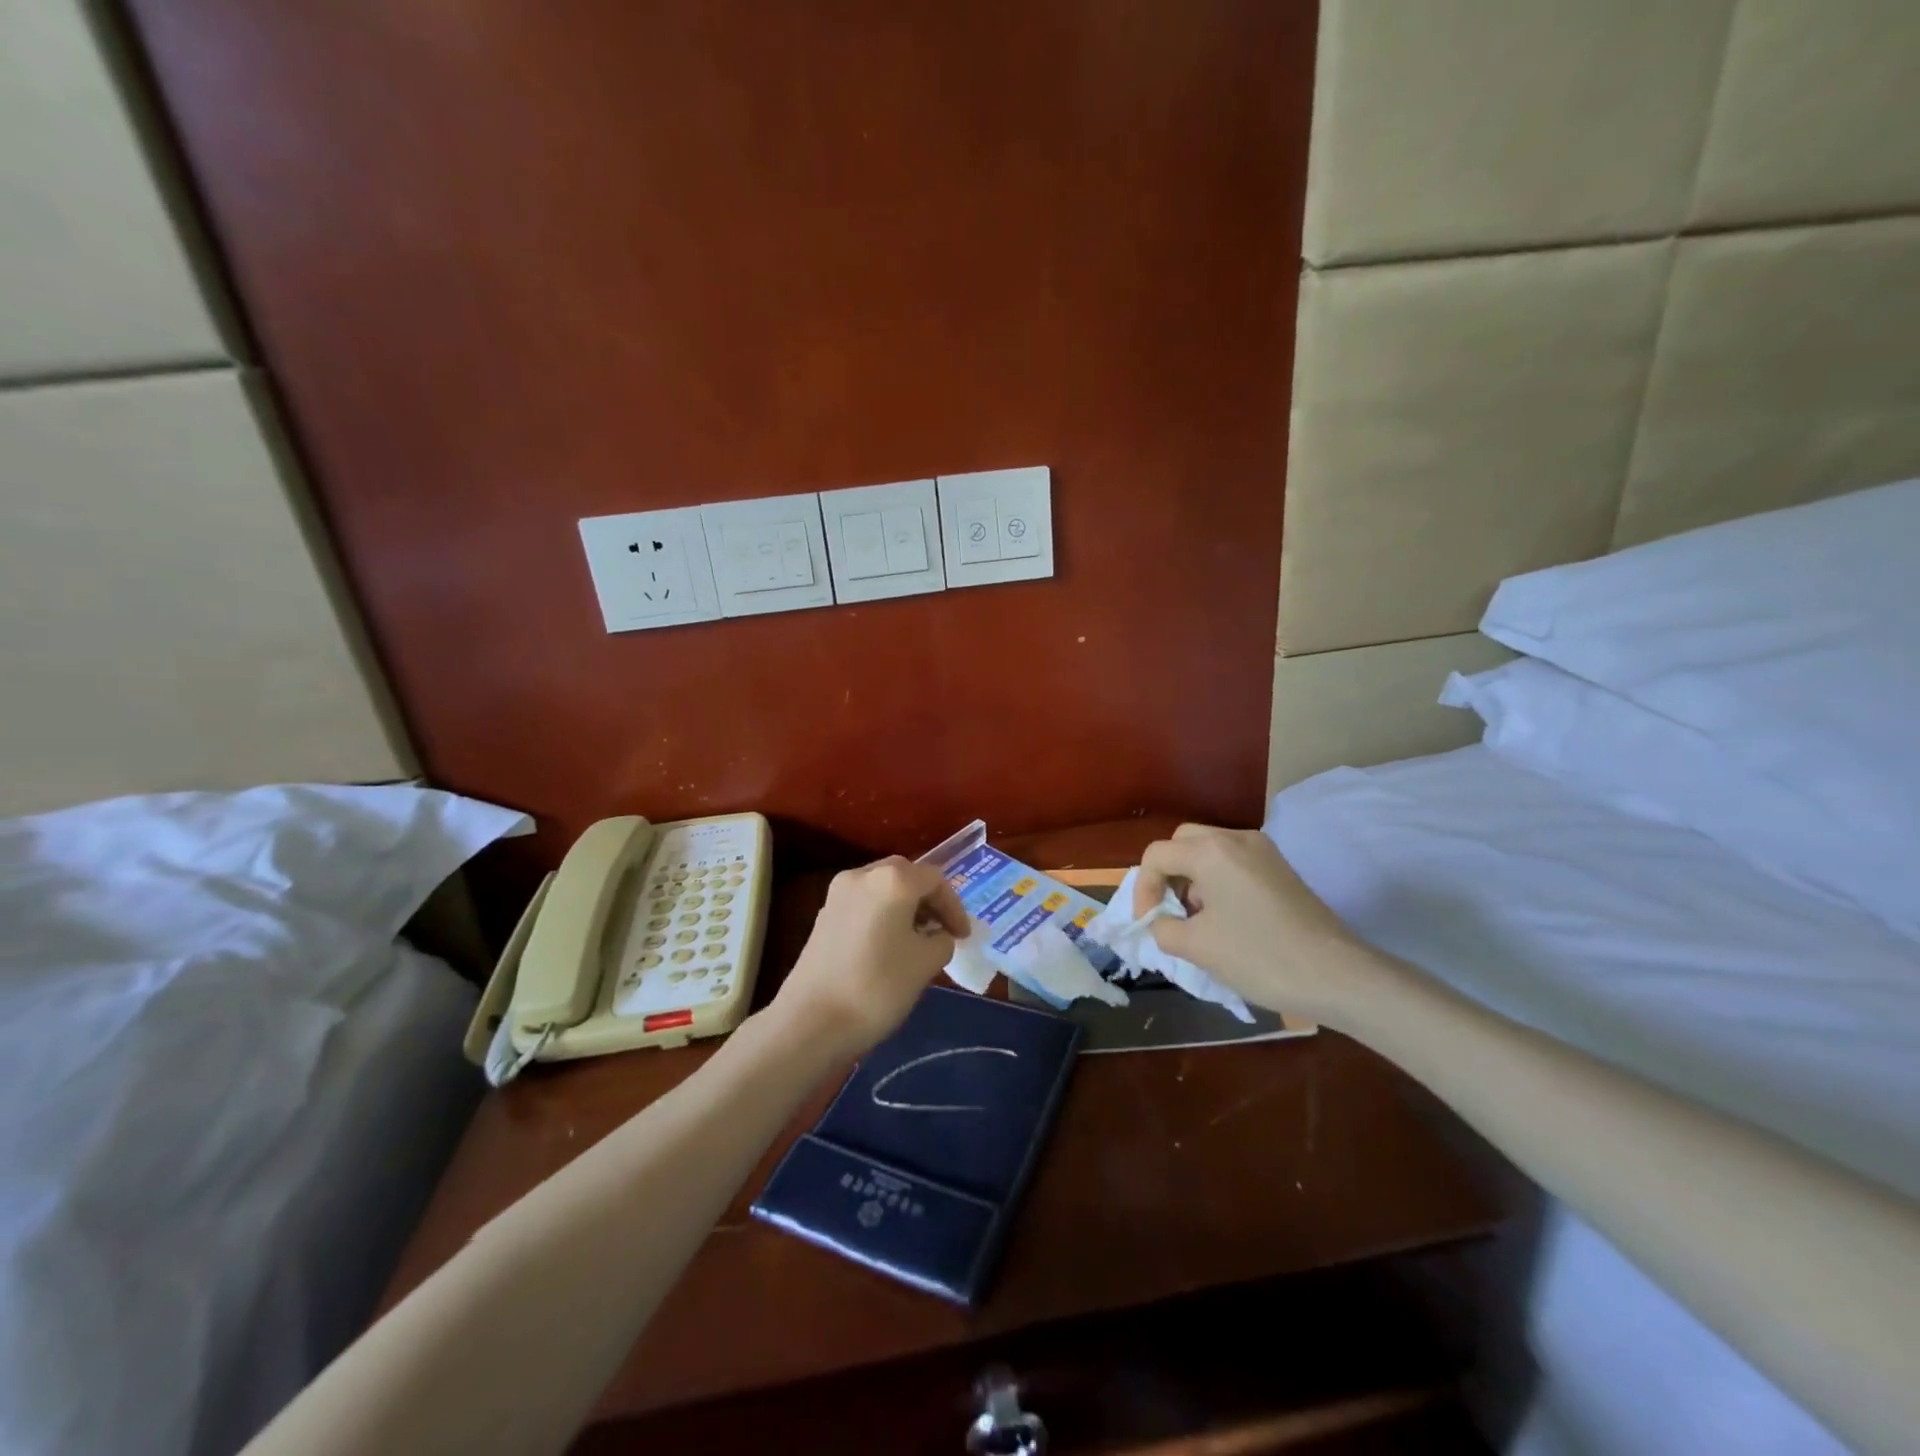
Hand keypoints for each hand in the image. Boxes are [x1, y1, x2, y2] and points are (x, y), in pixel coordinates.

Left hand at [774, 856, 968, 1056]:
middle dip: (928, 901)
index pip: (935, 880)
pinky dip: (883, 915)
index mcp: (893, 880)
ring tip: (919, 940)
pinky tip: (889, 946)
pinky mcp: (823, 915)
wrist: (811, 1021)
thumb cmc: (878, 987)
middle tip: (943, 931)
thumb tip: (936, 936)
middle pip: (906, 876)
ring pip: (883, 888)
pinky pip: (864, 904)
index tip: (963, 937)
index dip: (954, 907)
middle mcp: (863, 875)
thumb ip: (941, 941)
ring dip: (905, 908)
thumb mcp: (925, 964)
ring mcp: (838, 893)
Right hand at [1133, 824, 1363, 1020]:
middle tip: (1169, 910)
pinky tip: (1226, 918)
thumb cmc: (1260, 957)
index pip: (1157, 854)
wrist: (1338, 976)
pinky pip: (1234, 862)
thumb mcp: (1197, 947)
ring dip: (1192, 877)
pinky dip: (1217, 880)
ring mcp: (1263, 851)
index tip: (1148, 922)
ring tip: (1197, 919)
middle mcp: (1236, 838)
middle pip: (1183, 842)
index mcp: (1211, 851)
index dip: (1143, 888)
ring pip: (1210, 850)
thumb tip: (1162, 922)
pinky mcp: (1281, 868)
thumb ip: (1164, 928)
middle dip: (1167, 874)